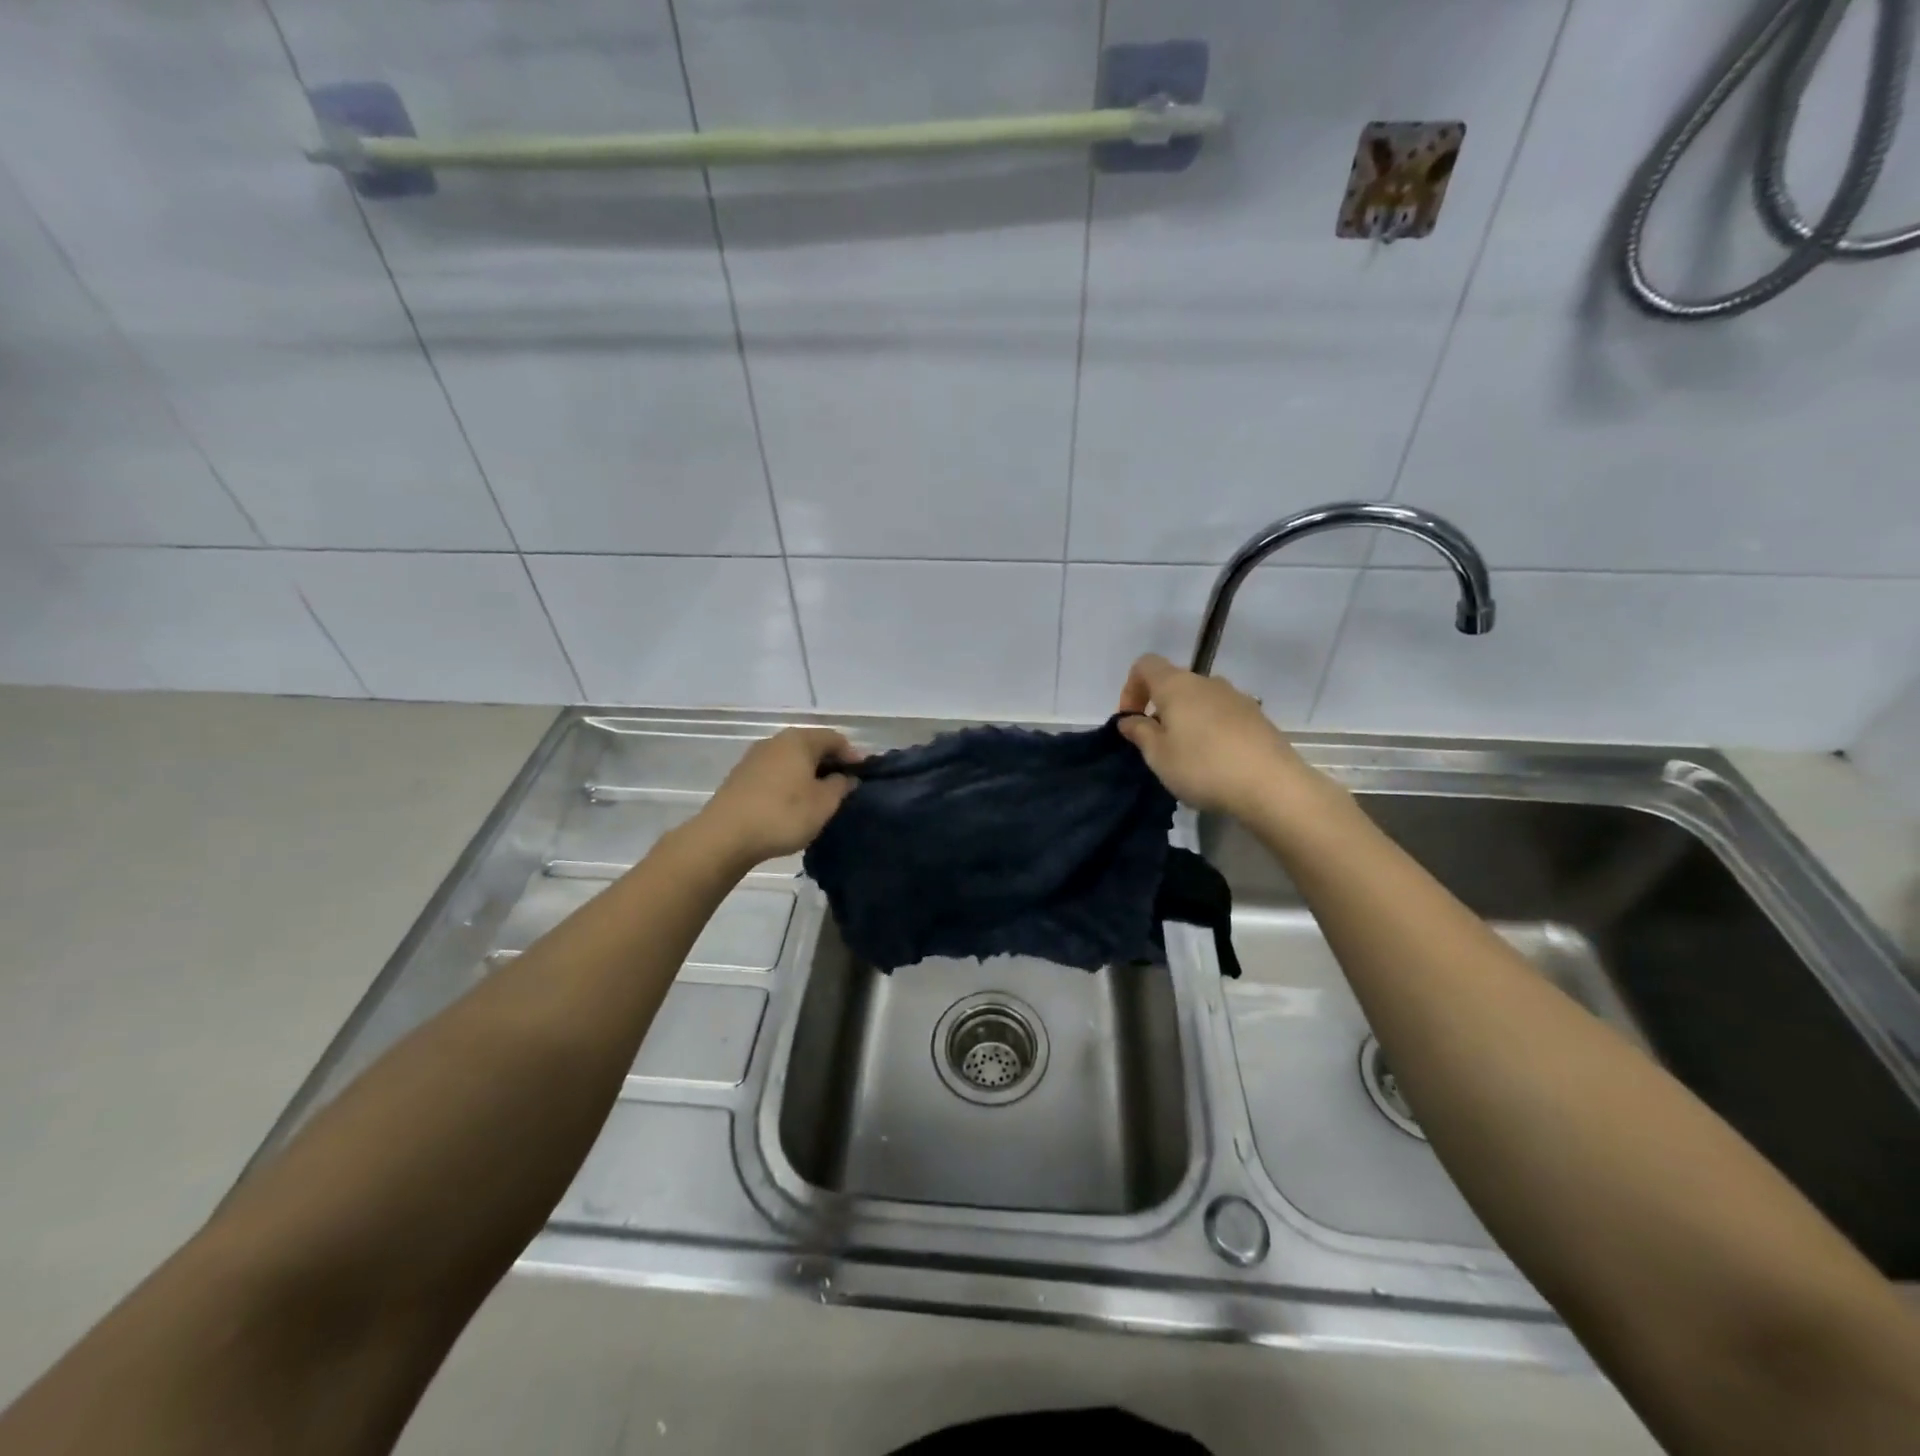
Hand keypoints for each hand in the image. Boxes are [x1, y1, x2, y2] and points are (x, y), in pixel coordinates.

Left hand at [696, 728, 860, 866]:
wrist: (724, 836)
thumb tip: (847, 777)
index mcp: (799, 740)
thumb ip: (841, 786)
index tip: (864, 776)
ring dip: (809, 774)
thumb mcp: (824, 803)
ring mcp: (755, 758)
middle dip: (831, 764)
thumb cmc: (782, 814)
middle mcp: (776, 741)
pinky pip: (776, 773)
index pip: (835, 738)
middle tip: (846, 787)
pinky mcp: (741, 777)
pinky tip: (794, 803)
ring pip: (792, 760)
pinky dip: (790, 783)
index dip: (853, 755)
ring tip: (821, 798)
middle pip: (812, 746)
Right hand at [1116, 654, 1311, 814]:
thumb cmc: (1203, 767)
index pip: (1145, 665)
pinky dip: (1210, 730)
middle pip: (1174, 683)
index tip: (1131, 720)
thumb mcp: (1158, 755)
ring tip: (1186, 755)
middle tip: (1156, 744)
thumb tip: (1129, 719)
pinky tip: (1214, 761)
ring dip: (1185, 720)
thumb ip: (1140, 733)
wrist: (1271, 785)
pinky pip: (1222, 715)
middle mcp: (1207, 683)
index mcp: (1177, 685)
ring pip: (1200, 700)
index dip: (1131, 688)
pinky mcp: (1256, 717)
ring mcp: (1236, 697)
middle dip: (1158, 708)